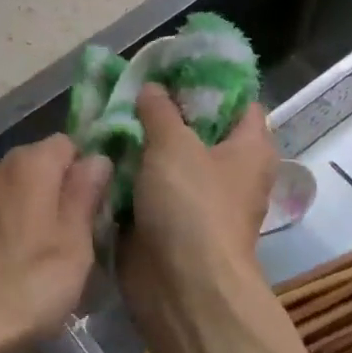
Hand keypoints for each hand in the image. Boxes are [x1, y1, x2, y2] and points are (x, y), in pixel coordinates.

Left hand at [0, 134, 111, 352]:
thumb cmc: (19, 288)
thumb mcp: (72, 248)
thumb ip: (85, 196)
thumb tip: (97, 159)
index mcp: (29, 164)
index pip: (69, 147)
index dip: (84, 177)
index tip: (91, 216)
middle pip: (38, 168)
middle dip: (55, 198)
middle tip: (66, 248)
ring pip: (11, 192)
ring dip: (25, 215)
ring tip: (30, 264)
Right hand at [121, 85, 276, 289]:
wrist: (182, 287)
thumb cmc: (192, 206)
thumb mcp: (174, 144)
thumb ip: (160, 110)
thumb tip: (152, 89)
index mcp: (249, 147)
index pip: (238, 100)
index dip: (209, 79)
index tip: (171, 65)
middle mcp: (229, 171)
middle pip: (198, 128)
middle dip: (164, 109)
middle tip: (129, 88)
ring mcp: (198, 198)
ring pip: (168, 158)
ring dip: (141, 142)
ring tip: (107, 114)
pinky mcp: (170, 221)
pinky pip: (149, 187)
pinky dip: (130, 173)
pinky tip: (102, 151)